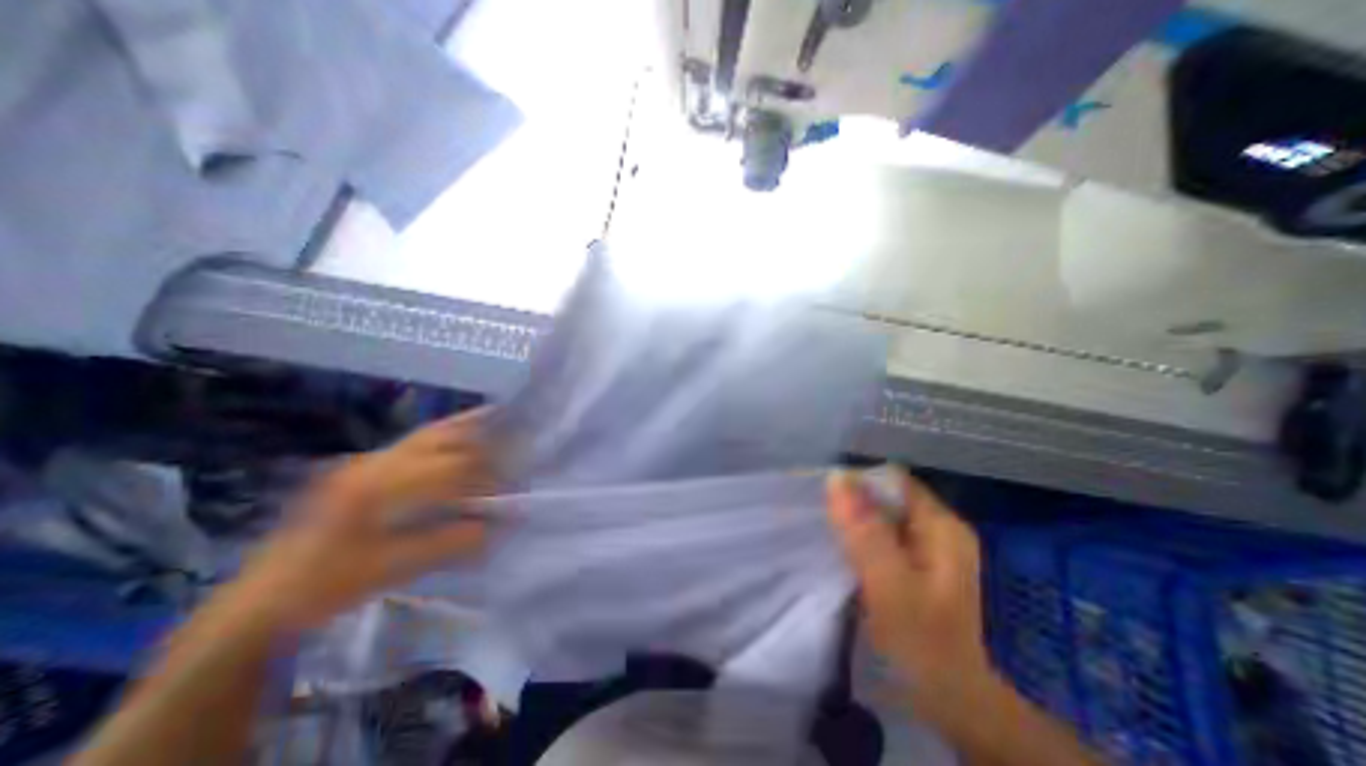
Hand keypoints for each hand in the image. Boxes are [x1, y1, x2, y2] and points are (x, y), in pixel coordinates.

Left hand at [229, 414, 497, 633]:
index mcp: (376, 489)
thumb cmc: (324, 587)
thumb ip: (447, 543)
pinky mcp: (364, 466)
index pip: (449, 469)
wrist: (260, 598)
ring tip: (500, 421)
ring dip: (466, 427)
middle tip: (514, 446)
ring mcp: (366, 461)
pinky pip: (416, 440)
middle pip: (441, 439)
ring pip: (428, 433)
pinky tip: (463, 429)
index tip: (511, 485)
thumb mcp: (389, 570)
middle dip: (483, 442)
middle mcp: (373, 463)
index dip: (486, 475)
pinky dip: (446, 431)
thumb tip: (497, 525)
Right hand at [826, 468, 987, 698]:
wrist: (952, 703)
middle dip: (851, 501)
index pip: (892, 480)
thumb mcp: (891, 586)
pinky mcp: (913, 565)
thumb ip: (865, 532)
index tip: (823, 496)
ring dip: (852, 519)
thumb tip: (835, 477)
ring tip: (824, 532)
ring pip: (880, 516)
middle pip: (885, 496)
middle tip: (819, 517)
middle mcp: (937, 528)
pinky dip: (859, 537)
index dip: (857, 481)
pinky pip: (880, 536)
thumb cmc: (924, 645)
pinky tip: (842, 550)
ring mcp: (926, 547)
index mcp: (941, 526)